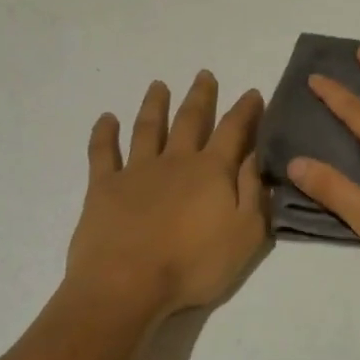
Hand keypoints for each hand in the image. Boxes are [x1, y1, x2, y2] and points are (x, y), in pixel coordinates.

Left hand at [63, 72, 267, 320]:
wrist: (127, 285)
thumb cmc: (193, 265)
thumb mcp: (246, 234)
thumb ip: (254, 193)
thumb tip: (257, 156)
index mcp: (212, 171)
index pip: (234, 131)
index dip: (245, 111)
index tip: (252, 93)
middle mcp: (175, 160)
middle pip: (190, 120)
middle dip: (200, 96)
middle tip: (204, 74)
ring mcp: (136, 170)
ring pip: (148, 128)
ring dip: (155, 105)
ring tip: (158, 85)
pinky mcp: (103, 187)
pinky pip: (102, 152)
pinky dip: (104, 133)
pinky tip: (106, 118)